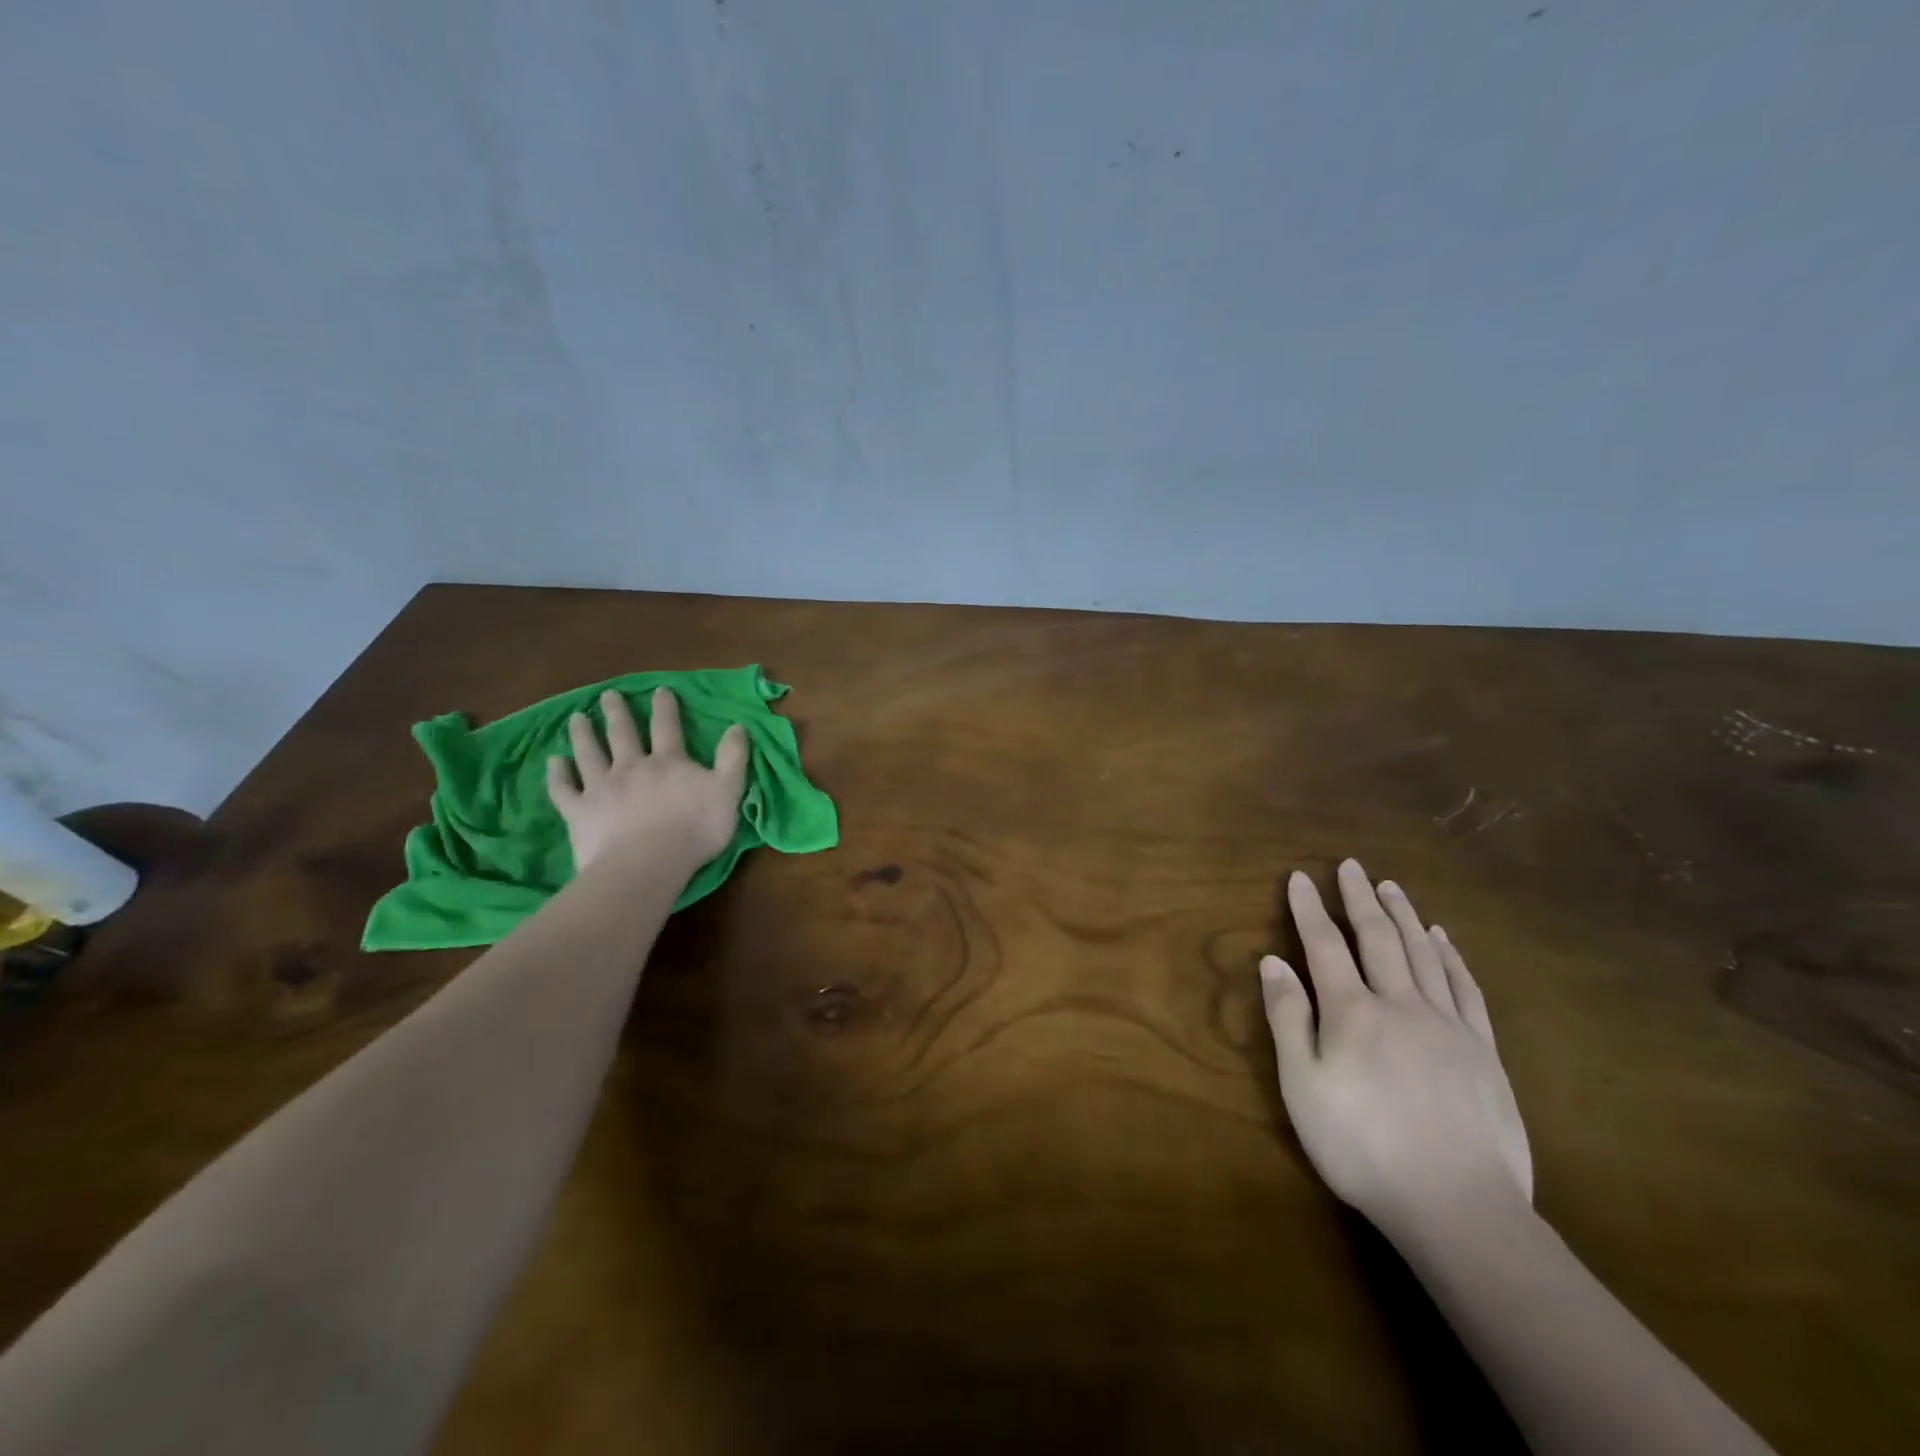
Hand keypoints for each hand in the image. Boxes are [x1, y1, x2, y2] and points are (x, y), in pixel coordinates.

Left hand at [546, 688, 748, 874]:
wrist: (647, 863)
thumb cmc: (695, 829)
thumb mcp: (728, 791)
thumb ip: (733, 758)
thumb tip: (738, 726)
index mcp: (668, 762)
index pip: (667, 727)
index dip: (664, 708)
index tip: (658, 690)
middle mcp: (632, 766)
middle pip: (622, 733)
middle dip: (617, 712)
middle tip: (608, 695)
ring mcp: (601, 787)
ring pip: (589, 753)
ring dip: (583, 734)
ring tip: (576, 718)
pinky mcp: (579, 811)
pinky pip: (564, 788)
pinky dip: (557, 774)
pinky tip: (554, 762)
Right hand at [1260, 860, 1531, 1235]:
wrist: (1458, 1206)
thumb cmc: (1362, 1146)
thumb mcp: (1303, 1086)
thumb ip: (1288, 1018)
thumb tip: (1273, 961)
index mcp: (1352, 1012)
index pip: (1324, 945)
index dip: (1309, 908)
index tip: (1298, 877)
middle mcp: (1400, 1003)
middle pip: (1377, 938)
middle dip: (1360, 899)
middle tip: (1351, 866)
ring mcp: (1448, 1024)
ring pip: (1422, 953)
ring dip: (1404, 915)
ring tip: (1391, 886)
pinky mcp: (1483, 1050)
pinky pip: (1464, 987)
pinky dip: (1450, 956)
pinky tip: (1442, 939)